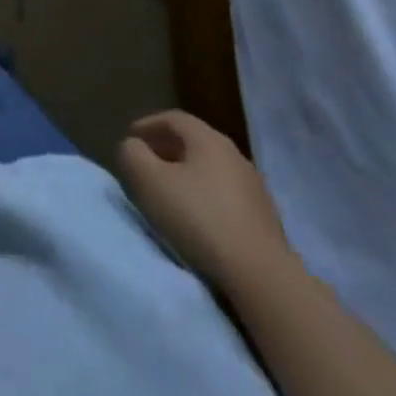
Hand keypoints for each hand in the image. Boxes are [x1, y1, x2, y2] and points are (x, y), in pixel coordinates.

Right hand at [117, 109, 294, 290]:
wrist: (262, 277)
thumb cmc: (199, 219)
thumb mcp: (149, 181)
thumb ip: (133, 154)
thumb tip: (133, 146)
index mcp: (209, 140)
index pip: (174, 118)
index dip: (148, 124)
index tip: (130, 138)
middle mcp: (235, 156)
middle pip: (194, 142)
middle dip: (167, 148)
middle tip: (146, 163)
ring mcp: (255, 188)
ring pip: (211, 169)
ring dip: (187, 174)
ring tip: (169, 191)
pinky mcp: (265, 219)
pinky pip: (226, 195)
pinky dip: (206, 196)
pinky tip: (197, 216)